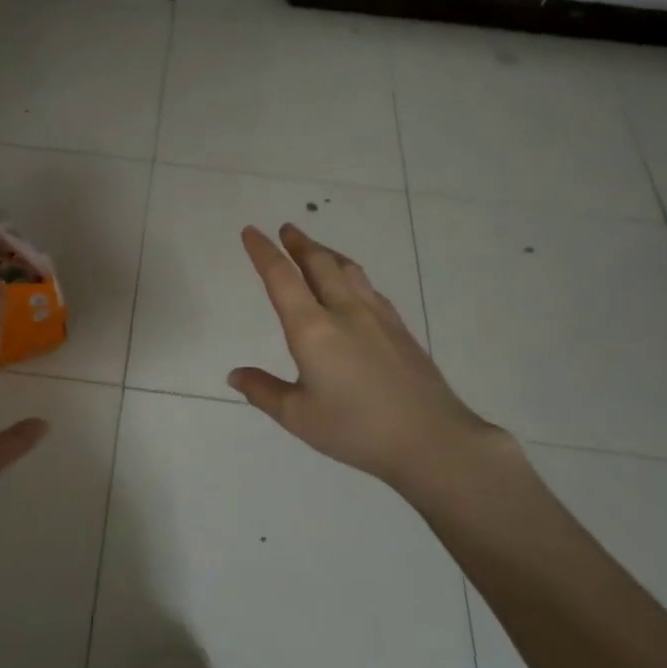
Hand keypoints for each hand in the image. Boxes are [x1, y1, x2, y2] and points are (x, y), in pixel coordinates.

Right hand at [228, 223, 506, 490]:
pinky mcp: (399, 328)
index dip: (263, 252)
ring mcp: (376, 316)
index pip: (281, 278)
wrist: (431, 439)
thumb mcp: (298, 416)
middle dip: (299, 243)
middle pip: (318, 263)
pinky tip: (353, 284)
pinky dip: (351, 274)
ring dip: (326, 252)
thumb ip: (263, 391)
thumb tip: (235, 374)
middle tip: (286, 229)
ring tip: (315, 248)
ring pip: (347, 270)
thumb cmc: (356, 429)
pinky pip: (369, 287)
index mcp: (312, 329)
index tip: (250, 232)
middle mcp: (343, 311)